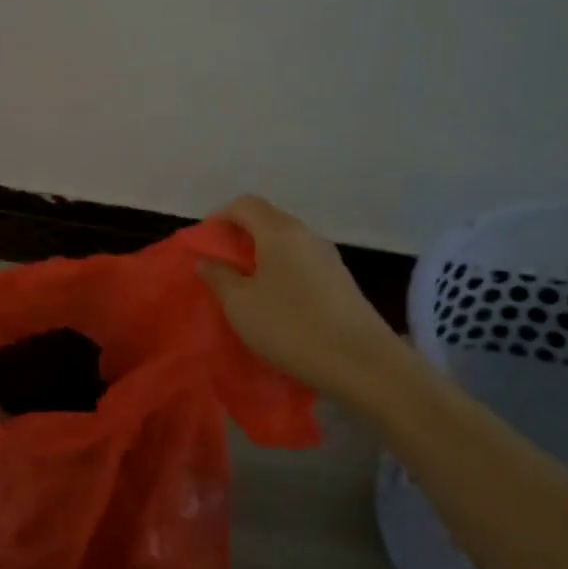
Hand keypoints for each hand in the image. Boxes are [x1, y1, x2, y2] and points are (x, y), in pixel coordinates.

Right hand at [199, 194, 407, 399]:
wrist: (363, 364)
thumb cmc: (291, 327)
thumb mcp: (240, 306)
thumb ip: (219, 277)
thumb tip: (207, 260)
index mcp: (279, 232)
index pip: (244, 204)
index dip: (219, 217)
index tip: (204, 243)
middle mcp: (306, 235)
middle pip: (267, 219)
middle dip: (239, 236)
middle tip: (220, 265)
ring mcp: (329, 257)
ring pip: (287, 242)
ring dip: (262, 255)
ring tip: (246, 286)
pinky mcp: (341, 281)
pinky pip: (302, 262)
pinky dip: (282, 271)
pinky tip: (277, 302)